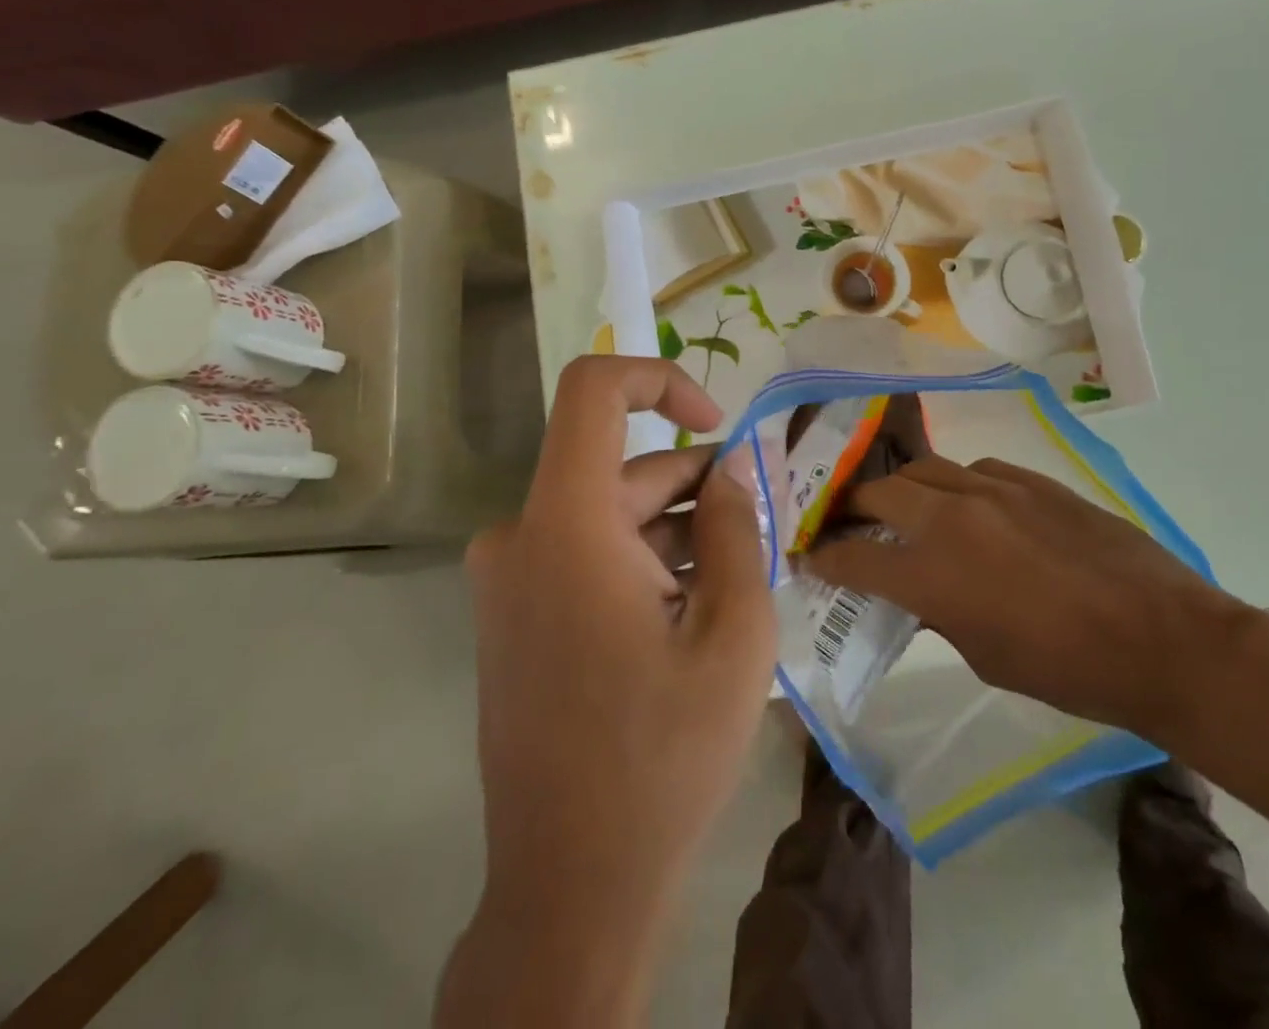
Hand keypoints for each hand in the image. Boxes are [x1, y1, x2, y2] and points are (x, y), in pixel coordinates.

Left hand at [446, 356, 775, 1027]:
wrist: (571, 889)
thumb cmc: (663, 754)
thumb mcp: (732, 630)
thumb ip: (735, 526)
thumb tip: (730, 467)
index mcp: (565, 525)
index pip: (594, 389)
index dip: (660, 378)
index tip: (716, 424)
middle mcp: (520, 536)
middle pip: (621, 467)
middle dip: (695, 487)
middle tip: (759, 530)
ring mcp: (509, 579)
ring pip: (610, 513)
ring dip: (675, 531)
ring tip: (734, 582)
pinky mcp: (515, 614)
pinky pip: (587, 552)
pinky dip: (642, 560)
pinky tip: (691, 611)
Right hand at [804, 455, 1250, 743]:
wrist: (1161, 637)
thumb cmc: (1068, 671)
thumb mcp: (986, 658)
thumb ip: (939, 615)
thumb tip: (916, 593)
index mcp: (933, 573)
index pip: (853, 556)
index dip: (823, 557)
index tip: (809, 557)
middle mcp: (952, 517)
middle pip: (878, 492)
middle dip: (852, 507)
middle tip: (848, 522)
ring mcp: (993, 488)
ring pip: (924, 469)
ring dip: (903, 489)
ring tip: (904, 507)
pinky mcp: (1031, 479)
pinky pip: (975, 470)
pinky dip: (956, 485)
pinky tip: (970, 506)